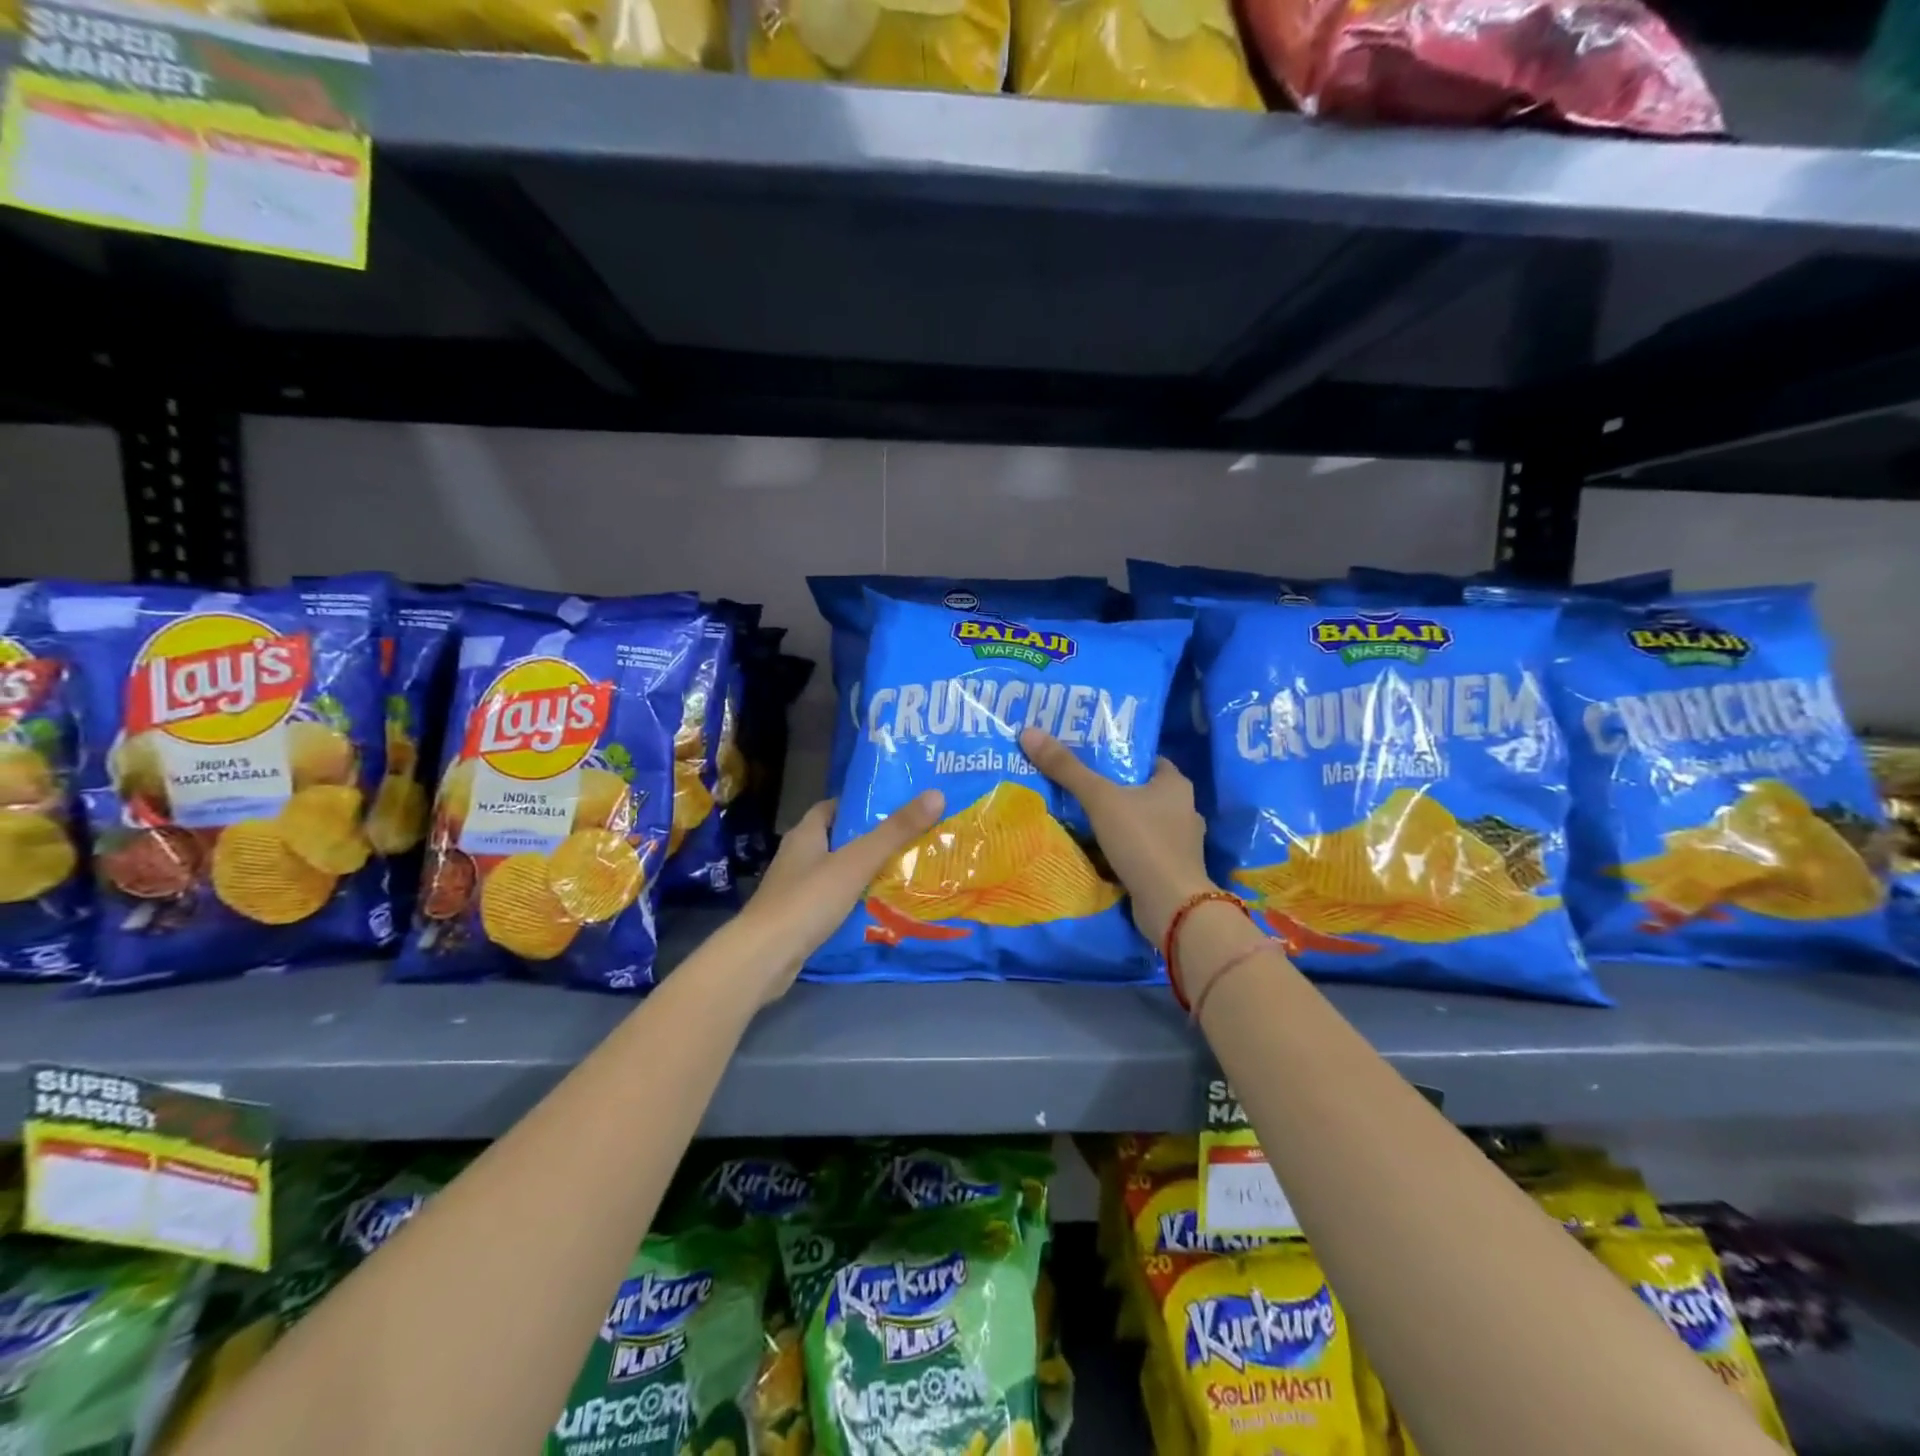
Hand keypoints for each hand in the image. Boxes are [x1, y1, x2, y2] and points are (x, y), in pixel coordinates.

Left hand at [732, 790, 944, 1000]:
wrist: (764, 958)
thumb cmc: (808, 900)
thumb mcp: (857, 862)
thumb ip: (895, 832)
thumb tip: (936, 794)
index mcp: (806, 834)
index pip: (834, 807)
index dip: (862, 805)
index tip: (896, 807)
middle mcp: (797, 856)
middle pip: (838, 839)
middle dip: (870, 840)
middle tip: (910, 840)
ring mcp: (795, 889)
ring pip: (836, 872)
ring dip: (864, 872)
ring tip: (903, 872)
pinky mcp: (798, 918)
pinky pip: (832, 900)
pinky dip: (853, 900)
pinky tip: (878, 907)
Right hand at [1019, 727, 1214, 944]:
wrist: (1172, 906)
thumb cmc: (1142, 841)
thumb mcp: (1100, 799)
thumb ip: (1066, 769)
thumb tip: (1029, 732)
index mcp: (1175, 784)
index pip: (1146, 760)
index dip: (1119, 756)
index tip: (1088, 756)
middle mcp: (1183, 809)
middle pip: (1140, 791)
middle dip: (1111, 790)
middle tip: (1075, 785)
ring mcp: (1179, 843)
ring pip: (1140, 822)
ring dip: (1115, 822)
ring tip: (1080, 817)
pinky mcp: (1170, 869)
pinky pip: (1140, 849)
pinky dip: (1121, 849)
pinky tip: (1096, 851)